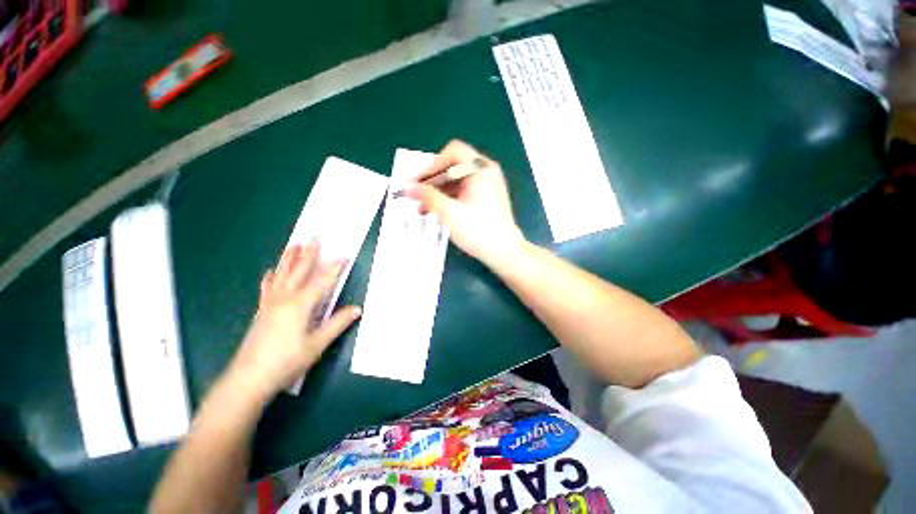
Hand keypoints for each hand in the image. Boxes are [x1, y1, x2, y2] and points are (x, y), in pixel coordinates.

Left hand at [226, 242, 361, 400]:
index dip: (335, 268)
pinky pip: (267, 288)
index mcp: (300, 305)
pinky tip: (270, 271)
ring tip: (294, 245)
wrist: (248, 379)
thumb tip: (357, 309)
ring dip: (289, 259)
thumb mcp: (317, 344)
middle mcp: (285, 299)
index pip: (322, 281)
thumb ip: (337, 324)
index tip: (344, 256)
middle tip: (314, 238)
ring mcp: (270, 304)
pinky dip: (270, 278)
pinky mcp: (262, 311)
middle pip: (299, 272)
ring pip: (281, 276)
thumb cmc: (286, 362)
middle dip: (309, 254)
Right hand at [406, 140, 525, 265]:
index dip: (433, 165)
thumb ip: (428, 196)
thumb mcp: (450, 213)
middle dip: (433, 181)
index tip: (419, 182)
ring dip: (439, 191)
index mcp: (481, 169)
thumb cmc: (479, 231)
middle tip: (417, 195)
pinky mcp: (487, 199)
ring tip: (423, 208)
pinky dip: (450, 198)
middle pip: (454, 166)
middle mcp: (486, 172)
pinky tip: (437, 211)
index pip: (453, 152)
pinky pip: (464, 191)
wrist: (505, 253)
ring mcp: (488, 185)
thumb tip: (408, 187)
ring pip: (458, 180)